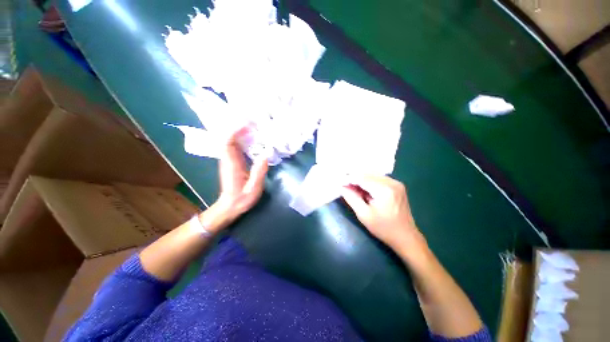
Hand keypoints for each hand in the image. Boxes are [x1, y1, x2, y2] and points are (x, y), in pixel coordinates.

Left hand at [214, 127, 267, 221]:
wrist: (230, 207)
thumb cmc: (241, 199)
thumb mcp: (253, 189)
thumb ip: (258, 173)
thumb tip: (265, 155)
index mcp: (232, 164)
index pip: (228, 142)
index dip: (235, 131)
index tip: (247, 124)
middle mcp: (228, 159)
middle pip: (229, 138)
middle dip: (240, 128)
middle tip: (255, 123)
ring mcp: (230, 160)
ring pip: (232, 141)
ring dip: (242, 133)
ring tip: (255, 128)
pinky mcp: (233, 162)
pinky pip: (236, 147)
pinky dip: (243, 140)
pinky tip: (254, 139)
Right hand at [341, 175, 425, 253]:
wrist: (406, 237)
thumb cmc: (383, 228)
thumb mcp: (363, 214)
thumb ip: (351, 198)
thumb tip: (342, 187)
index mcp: (384, 190)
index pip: (362, 178)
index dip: (349, 179)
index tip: (339, 182)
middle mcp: (392, 182)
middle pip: (368, 174)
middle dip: (355, 178)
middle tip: (345, 186)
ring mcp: (396, 183)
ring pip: (373, 175)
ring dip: (362, 179)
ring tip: (353, 188)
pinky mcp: (397, 186)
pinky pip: (379, 178)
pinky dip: (370, 182)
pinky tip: (365, 189)